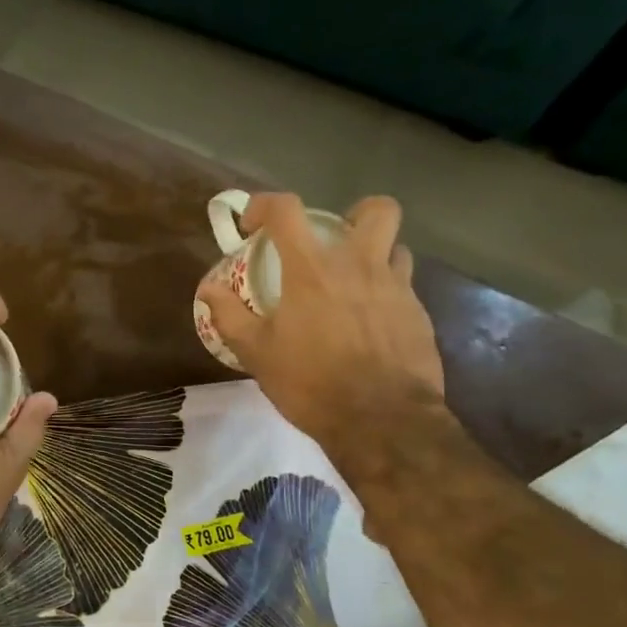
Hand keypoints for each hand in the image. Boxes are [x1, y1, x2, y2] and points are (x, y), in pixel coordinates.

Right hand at [199, 193, 448, 452]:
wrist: (382, 421)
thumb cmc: (311, 383)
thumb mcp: (257, 353)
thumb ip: (229, 315)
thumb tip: (207, 289)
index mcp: (313, 268)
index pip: (286, 209)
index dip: (264, 205)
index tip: (252, 225)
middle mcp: (360, 265)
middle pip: (376, 209)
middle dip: (354, 214)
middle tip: (334, 241)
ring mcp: (397, 288)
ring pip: (397, 247)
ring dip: (376, 255)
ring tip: (355, 284)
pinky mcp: (419, 315)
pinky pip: (405, 287)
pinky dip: (386, 294)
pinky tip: (371, 324)